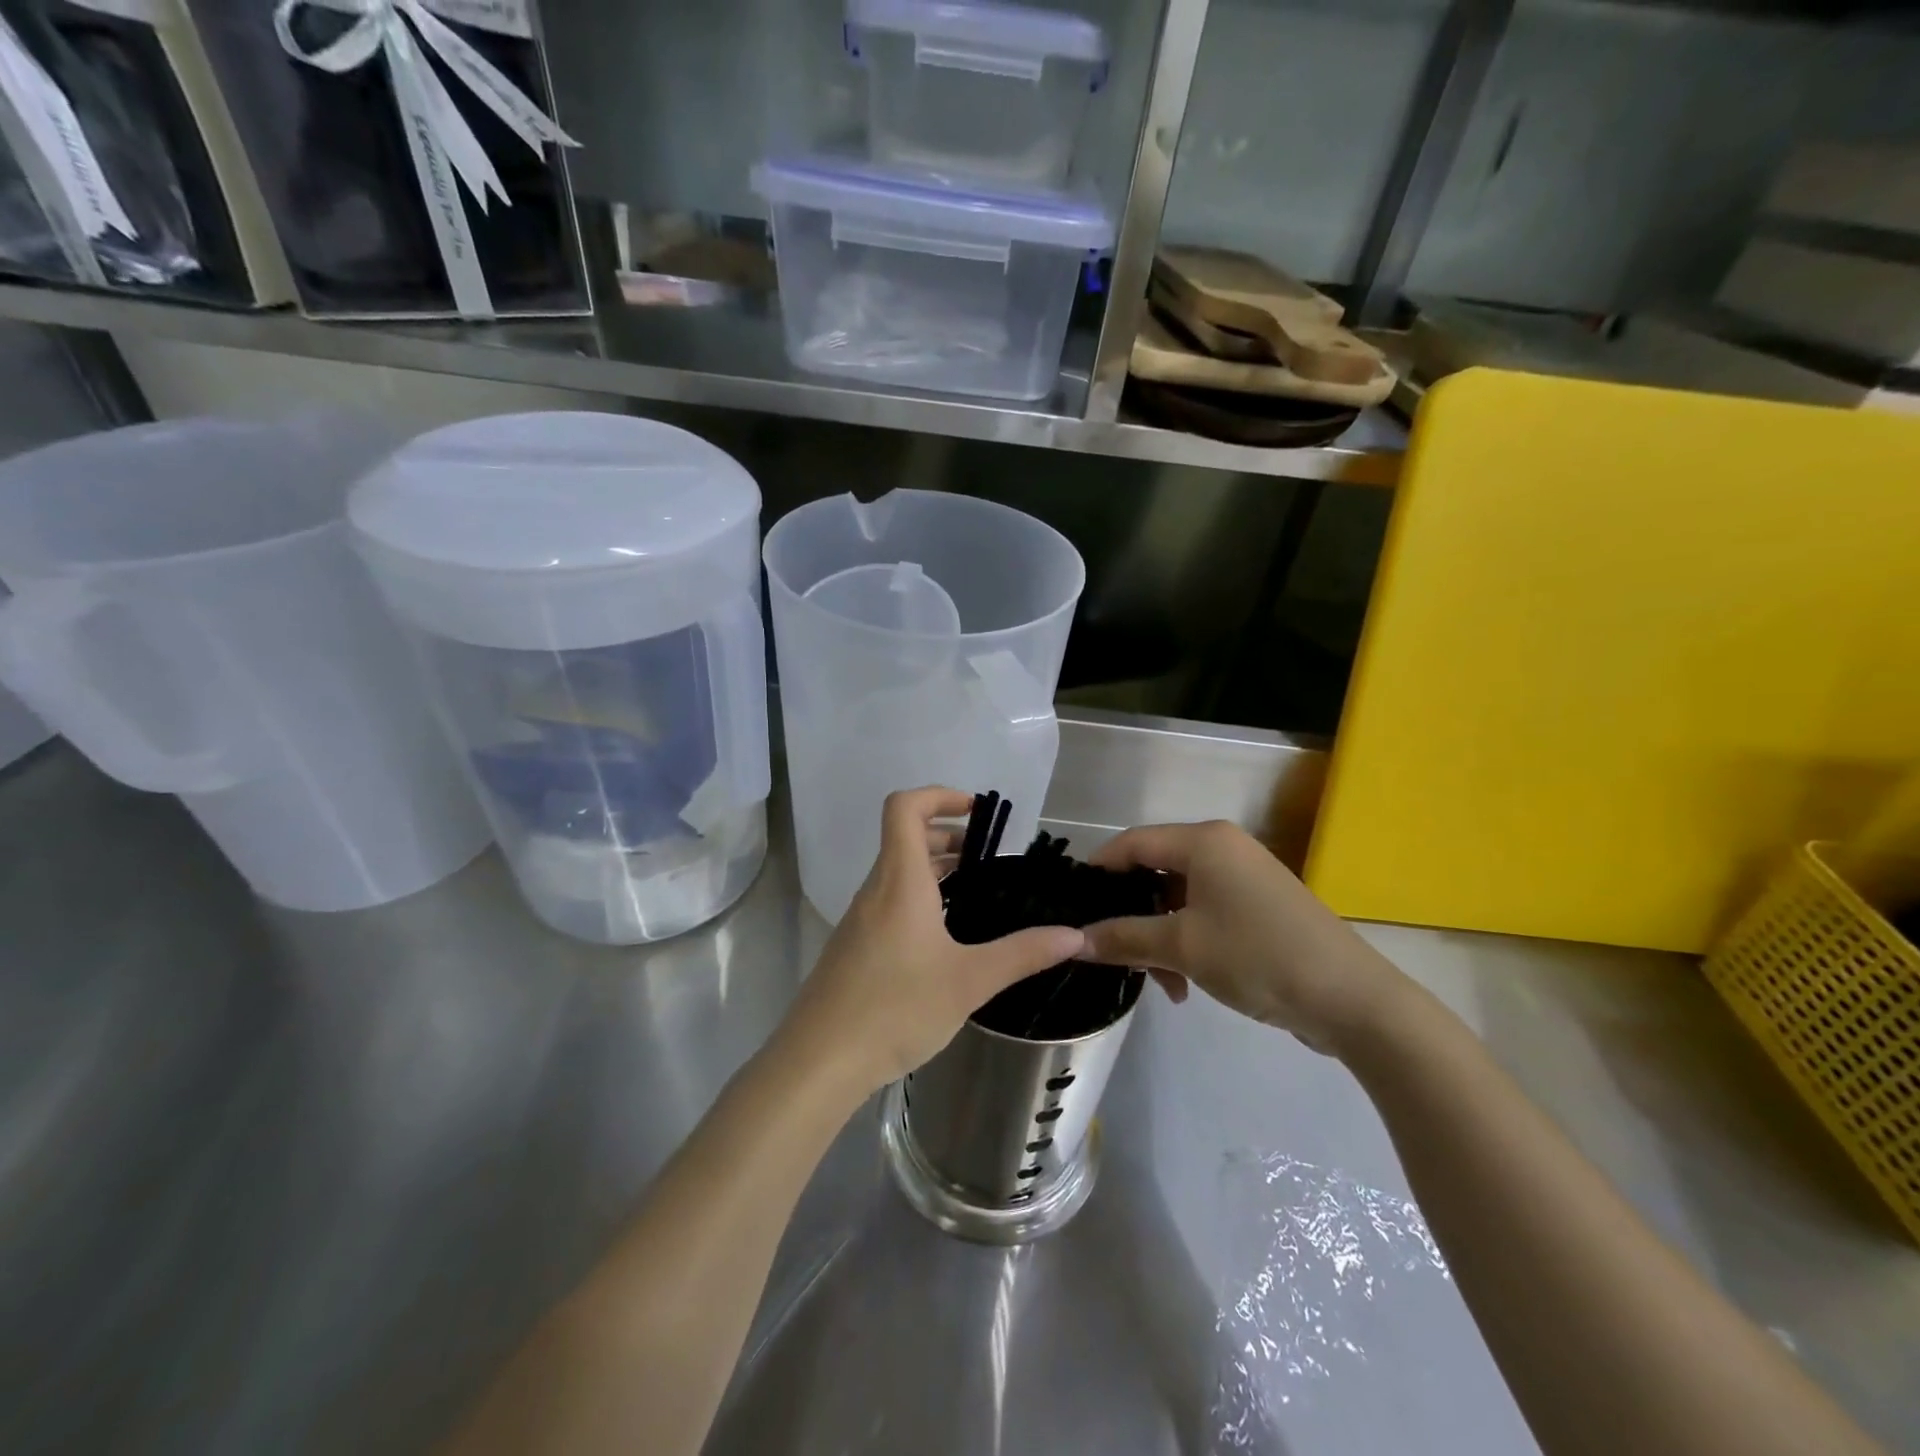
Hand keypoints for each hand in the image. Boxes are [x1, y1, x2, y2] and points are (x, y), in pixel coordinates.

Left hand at [784, 787, 1084, 1094]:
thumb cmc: (896, 1007)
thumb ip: (1023, 953)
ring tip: (974, 892)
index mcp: (900, 881)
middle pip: (905, 838)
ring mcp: (860, 919)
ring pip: (897, 873)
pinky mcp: (855, 947)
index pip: (904, 807)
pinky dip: (920, 898)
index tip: (976, 812)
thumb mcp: (970, 980)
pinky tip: (945, 938)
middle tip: (988, 858)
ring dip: (934, 869)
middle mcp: (876, 890)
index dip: (939, 796)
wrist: (820, 1061)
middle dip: (947, 836)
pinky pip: (889, 902)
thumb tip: (1074, 935)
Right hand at [1082, 820, 1408, 1055]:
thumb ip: (1122, 938)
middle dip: (1131, 916)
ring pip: (1177, 899)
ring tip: (1162, 984)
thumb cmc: (1258, 957)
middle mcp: (1221, 848)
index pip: (1130, 843)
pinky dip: (1187, 942)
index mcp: (1203, 841)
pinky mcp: (1258, 906)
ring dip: (1159, 938)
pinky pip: (1204, 913)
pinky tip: (1185, 983)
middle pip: (1154, 872)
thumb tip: (1074, 940)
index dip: (1097, 872)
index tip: (1073, 908)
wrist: (1352, 1000)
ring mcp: (1243, 877)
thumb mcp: (1182, 948)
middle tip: (1115, 955)